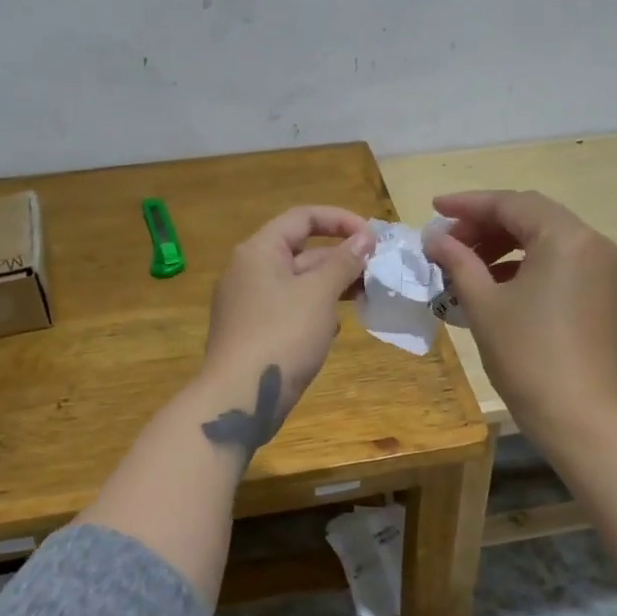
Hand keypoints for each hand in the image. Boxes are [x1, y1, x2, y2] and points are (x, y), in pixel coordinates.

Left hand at [202, 205, 374, 415]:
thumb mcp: (319, 293)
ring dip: (332, 286)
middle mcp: (249, 270)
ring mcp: (249, 303)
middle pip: (301, 250)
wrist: (239, 398)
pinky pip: (290, 309)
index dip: (341, 220)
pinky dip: (315, 311)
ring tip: (365, 297)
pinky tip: (334, 329)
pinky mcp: (254, 332)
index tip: (374, 238)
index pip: (303, 217)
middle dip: (341, 258)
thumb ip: (343, 262)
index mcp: (259, 250)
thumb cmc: (282, 335)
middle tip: (377, 272)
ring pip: (298, 283)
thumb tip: (364, 238)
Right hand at [425, 190, 616, 438]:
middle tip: (448, 240)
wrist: (576, 413)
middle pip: (529, 214)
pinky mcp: (599, 288)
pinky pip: (556, 259)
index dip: (468, 204)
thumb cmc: (526, 355)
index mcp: (565, 237)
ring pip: (543, 236)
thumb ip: (458, 261)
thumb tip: (434, 238)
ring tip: (464, 261)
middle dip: (485, 223)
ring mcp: (599, 266)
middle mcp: (589, 241)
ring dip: (502, 242)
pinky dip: (523, 261)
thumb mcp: (483, 303)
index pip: (510, 204)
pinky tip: (492, 280)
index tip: (433, 209)